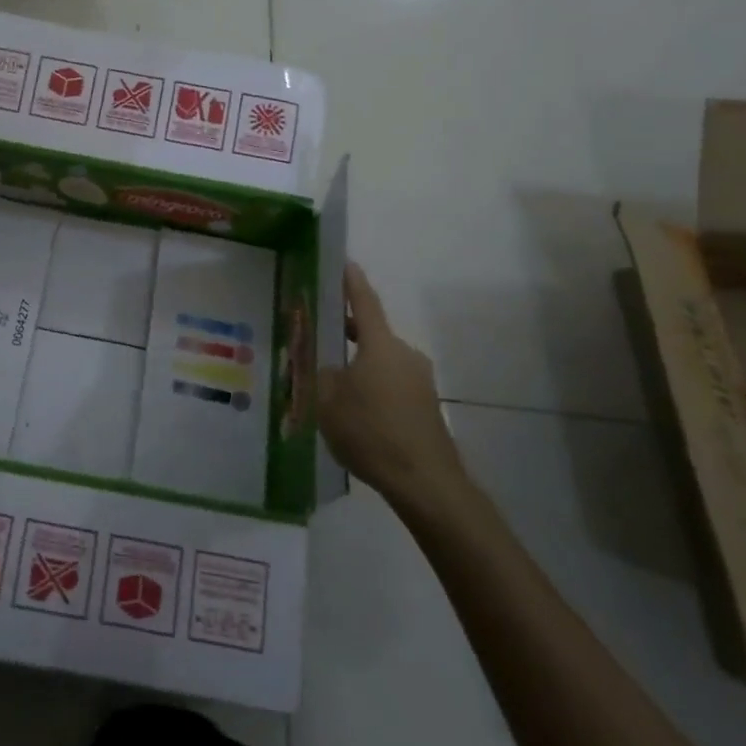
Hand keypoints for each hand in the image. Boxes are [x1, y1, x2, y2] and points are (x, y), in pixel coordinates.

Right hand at [318, 262, 473, 521]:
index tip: (345, 263)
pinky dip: (372, 388)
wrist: (426, 483)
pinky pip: (392, 385)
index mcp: (381, 345)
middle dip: (347, 332)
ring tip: (331, 383)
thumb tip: (328, 368)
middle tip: (319, 334)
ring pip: (381, 362)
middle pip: (372, 334)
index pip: (364, 302)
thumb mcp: (327, 402)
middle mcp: (404, 355)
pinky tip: (354, 412)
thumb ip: (321, 376)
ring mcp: (420, 381)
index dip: (352, 282)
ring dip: (359, 365)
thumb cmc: (371, 432)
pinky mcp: (426, 406)